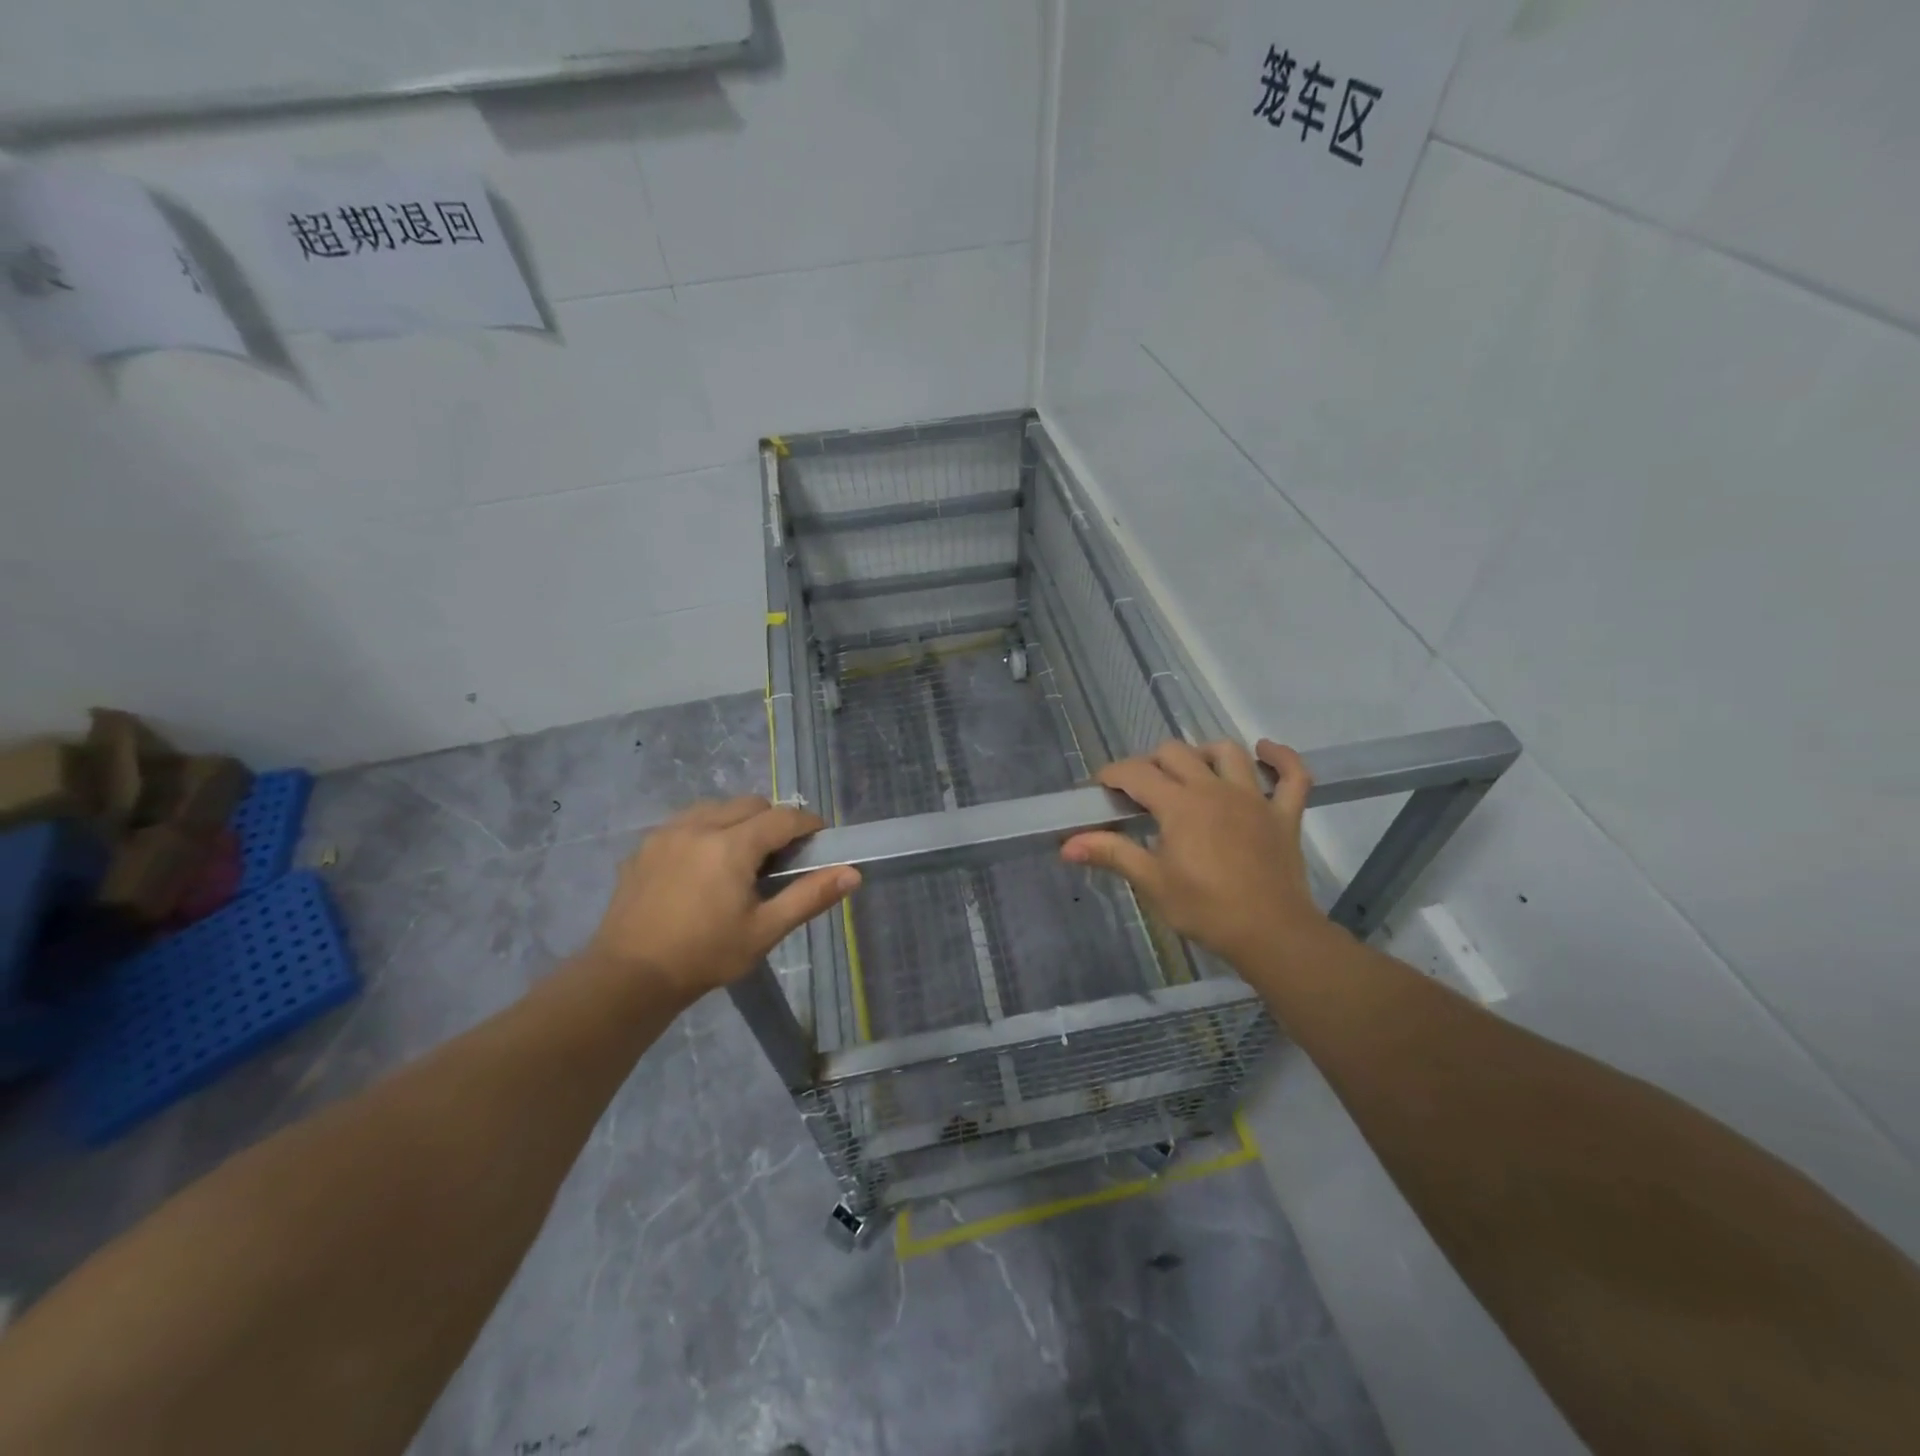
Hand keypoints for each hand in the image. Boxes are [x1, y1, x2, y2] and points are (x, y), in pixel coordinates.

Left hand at [583, 796, 858, 1002]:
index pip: (782, 817)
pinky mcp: (644, 847)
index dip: (807, 824)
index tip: (820, 838)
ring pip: (715, 807)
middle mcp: (699, 826)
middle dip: (773, 820)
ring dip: (738, 820)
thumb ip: (810, 896)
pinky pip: (685, 822)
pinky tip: (703, 864)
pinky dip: (705, 830)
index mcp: (732, 845)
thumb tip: (853, 873)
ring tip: (742, 856)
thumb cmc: (705, 955)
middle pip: (750, 804)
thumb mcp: (765, 930)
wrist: (627, 977)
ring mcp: (666, 833)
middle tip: (781, 855)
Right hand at [1061, 740, 1326, 971]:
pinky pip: (1293, 775)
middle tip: (1139, 791)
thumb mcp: (1152, 882)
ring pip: (1227, 753)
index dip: (1112, 775)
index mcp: (1179, 805)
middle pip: (1175, 753)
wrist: (1271, 934)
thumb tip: (1066, 845)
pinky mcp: (1284, 814)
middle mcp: (1214, 789)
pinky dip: (1281, 758)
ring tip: (1190, 770)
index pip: (1135, 773)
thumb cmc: (1205, 909)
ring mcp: (1254, 798)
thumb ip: (1111, 853)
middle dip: (1150, 763)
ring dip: (1204, 753)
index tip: (1099, 789)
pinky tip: (1265, 750)